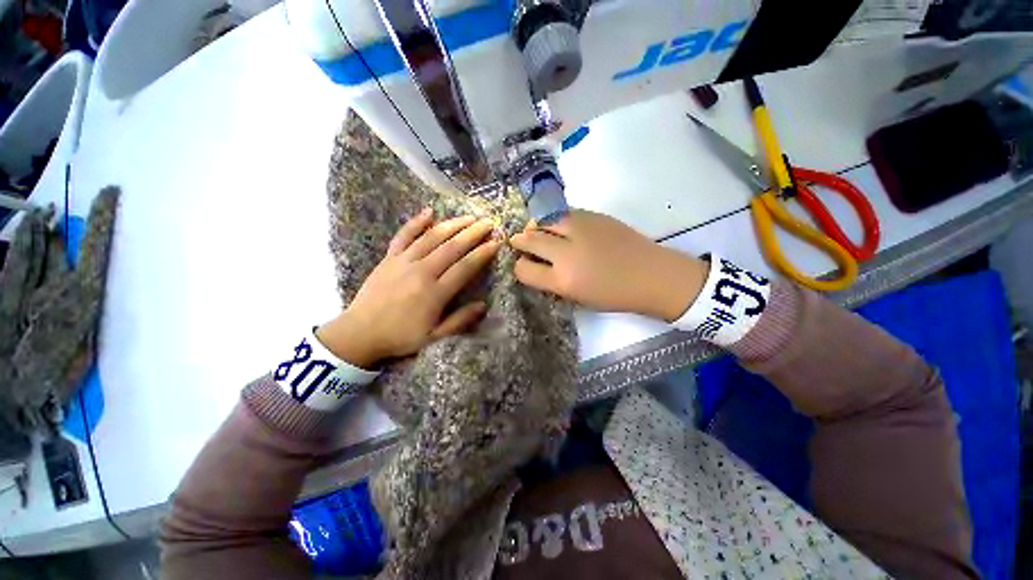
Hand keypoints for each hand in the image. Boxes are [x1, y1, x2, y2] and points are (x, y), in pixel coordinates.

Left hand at [317, 209, 499, 367]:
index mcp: (435, 293)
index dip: (482, 253)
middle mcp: (422, 272)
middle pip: (452, 247)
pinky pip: (404, 235)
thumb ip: (460, 321)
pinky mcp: (389, 258)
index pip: (465, 267)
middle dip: (473, 233)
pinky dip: (416, 222)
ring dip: (453, 224)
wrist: (359, 333)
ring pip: (432, 237)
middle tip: (489, 222)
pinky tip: (429, 211)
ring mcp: (403, 261)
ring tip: (469, 217)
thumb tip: (483, 305)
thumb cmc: (401, 336)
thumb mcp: (434, 337)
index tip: (496, 243)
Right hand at [510, 210, 708, 320]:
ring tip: (535, 230)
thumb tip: (536, 265)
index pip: (524, 269)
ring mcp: (579, 230)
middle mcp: (566, 252)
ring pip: (543, 220)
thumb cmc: (614, 295)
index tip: (522, 265)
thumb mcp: (577, 297)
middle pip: (529, 239)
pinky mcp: (593, 216)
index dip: (519, 267)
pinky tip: (558, 225)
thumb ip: (553, 281)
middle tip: (518, 242)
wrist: (651, 275)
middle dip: (520, 241)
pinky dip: (554, 219)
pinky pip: (563, 213)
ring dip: (535, 226)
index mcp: (562, 280)